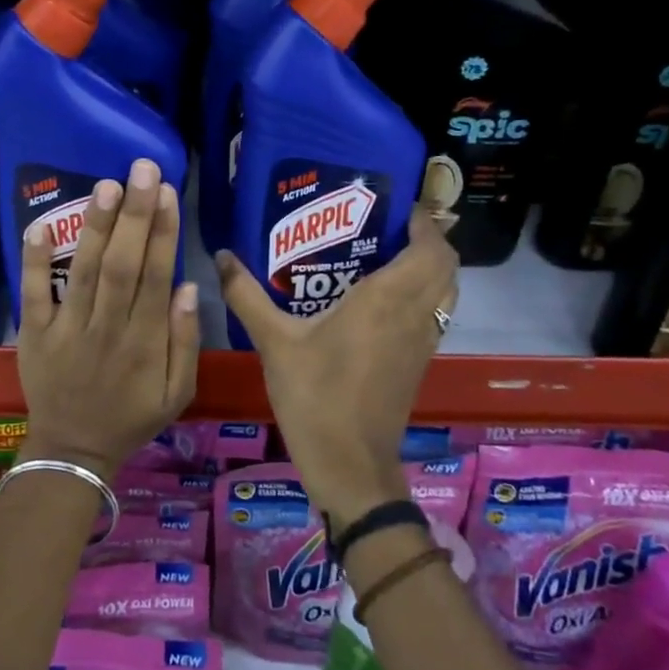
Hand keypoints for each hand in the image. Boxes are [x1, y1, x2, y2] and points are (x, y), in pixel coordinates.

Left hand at [17, 158, 199, 478]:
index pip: (156, 276)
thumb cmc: (131, 417)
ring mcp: (66, 329)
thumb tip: (187, 287)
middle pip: (123, 264)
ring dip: (95, 226)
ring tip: (106, 185)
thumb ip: (185, 341)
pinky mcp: (34, 333)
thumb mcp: (177, 393)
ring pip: (84, 271)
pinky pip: (33, 293)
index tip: (168, 193)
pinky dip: (34, 260)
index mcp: (144, 341)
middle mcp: (107, 327)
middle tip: (143, 170)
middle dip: (134, 214)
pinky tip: (40, 225)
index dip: (163, 233)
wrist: (73, 451)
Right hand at [217, 204, 456, 525]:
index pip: (431, 248)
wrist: (349, 464)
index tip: (397, 205)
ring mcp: (422, 341)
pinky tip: (383, 298)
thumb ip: (247, 295)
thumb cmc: (315, 396)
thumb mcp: (274, 342)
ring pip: (446, 290)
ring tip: (387, 254)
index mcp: (387, 299)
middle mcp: (414, 314)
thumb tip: (222, 255)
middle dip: (428, 238)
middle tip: (387, 226)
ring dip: (430, 267)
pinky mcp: (419, 362)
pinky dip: (424, 293)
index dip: (425, 222)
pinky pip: (435, 313)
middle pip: (446, 264)